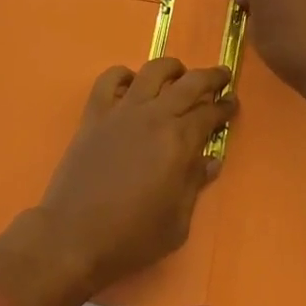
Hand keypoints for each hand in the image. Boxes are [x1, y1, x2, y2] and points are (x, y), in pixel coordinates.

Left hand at [34, 58, 234, 293]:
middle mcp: (153, 116)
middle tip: (222, 76)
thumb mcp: (177, 223)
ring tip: (179, 73)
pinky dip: (123, 75)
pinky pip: (109, 79)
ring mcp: (122, 110)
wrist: (73, 236)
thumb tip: (211, 160)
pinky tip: (131, 83)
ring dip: (171, 68)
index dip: (224, 107)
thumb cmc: (131, 237)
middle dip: (210, 76)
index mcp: (178, 141)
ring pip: (152, 71)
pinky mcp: (94, 114)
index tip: (232, 103)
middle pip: (189, 83)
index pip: (209, 114)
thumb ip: (195, 185)